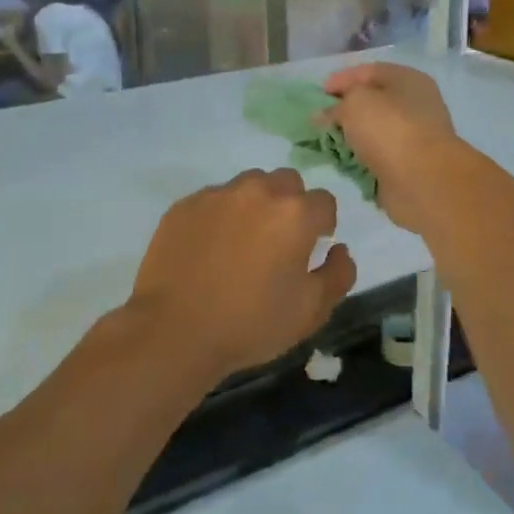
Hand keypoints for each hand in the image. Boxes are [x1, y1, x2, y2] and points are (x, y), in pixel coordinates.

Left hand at [129, 168, 355, 381]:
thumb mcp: (311, 311)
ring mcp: (218, 195)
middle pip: (287, 183)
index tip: (309, 250)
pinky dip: (220, 216)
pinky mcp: (185, 205)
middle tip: (278, 243)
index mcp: (295, 214)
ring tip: (242, 243)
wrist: (174, 331)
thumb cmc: (250, 323)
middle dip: (290, 206)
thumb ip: (338, 274)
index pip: (324, 202)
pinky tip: (210, 249)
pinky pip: (214, 199)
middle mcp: (259, 192)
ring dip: (255, 205)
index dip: (322, 226)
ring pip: (249, 185)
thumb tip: (339, 249)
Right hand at [322, 63, 463, 233]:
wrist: (422, 180)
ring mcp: (412, 137)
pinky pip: (375, 157)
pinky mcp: (406, 165)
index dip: (342, 79)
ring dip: (349, 137)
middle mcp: (414, 105)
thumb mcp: (355, 103)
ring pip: (372, 132)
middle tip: (318, 120)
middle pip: (371, 103)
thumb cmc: (390, 129)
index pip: (369, 71)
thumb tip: (324, 115)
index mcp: (408, 80)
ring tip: (324, 143)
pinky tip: (340, 163)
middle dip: (343, 110)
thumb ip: (336, 105)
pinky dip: (359, 160)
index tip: (318, 93)